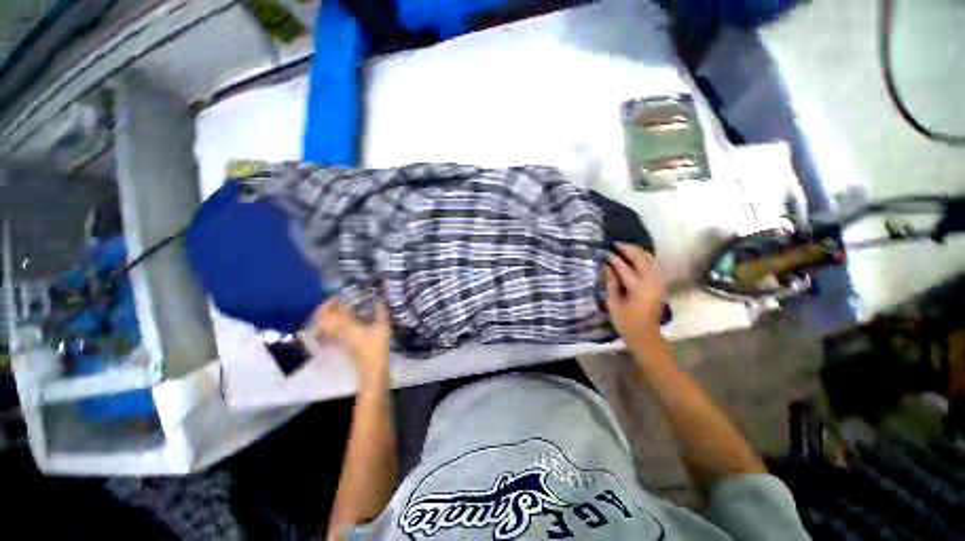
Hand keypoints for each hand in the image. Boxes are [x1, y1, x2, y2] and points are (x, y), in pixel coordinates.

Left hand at [310, 298, 391, 394]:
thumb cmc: (376, 348)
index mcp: (344, 325)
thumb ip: (381, 311)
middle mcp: (337, 331)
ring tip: (345, 308)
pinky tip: (351, 320)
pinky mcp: (343, 344)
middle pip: (323, 317)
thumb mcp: (382, 326)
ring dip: (332, 314)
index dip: (332, 300)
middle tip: (340, 299)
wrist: (372, 371)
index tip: (341, 293)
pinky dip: (337, 323)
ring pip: (327, 324)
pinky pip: (333, 330)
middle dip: (328, 307)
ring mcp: (338, 339)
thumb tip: (381, 298)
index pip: (330, 310)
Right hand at [604, 243, 666, 356]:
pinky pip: (655, 266)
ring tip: (627, 247)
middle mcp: (651, 283)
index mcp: (637, 289)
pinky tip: (639, 256)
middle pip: (641, 260)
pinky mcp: (660, 285)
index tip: (605, 253)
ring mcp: (658, 283)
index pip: (624, 268)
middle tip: (617, 244)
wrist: (646, 335)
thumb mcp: (613, 304)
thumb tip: (607, 267)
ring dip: (639, 251)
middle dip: (629, 250)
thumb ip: (611, 284)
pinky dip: (647, 258)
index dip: (614, 260)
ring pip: (651, 260)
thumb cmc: (626, 322)